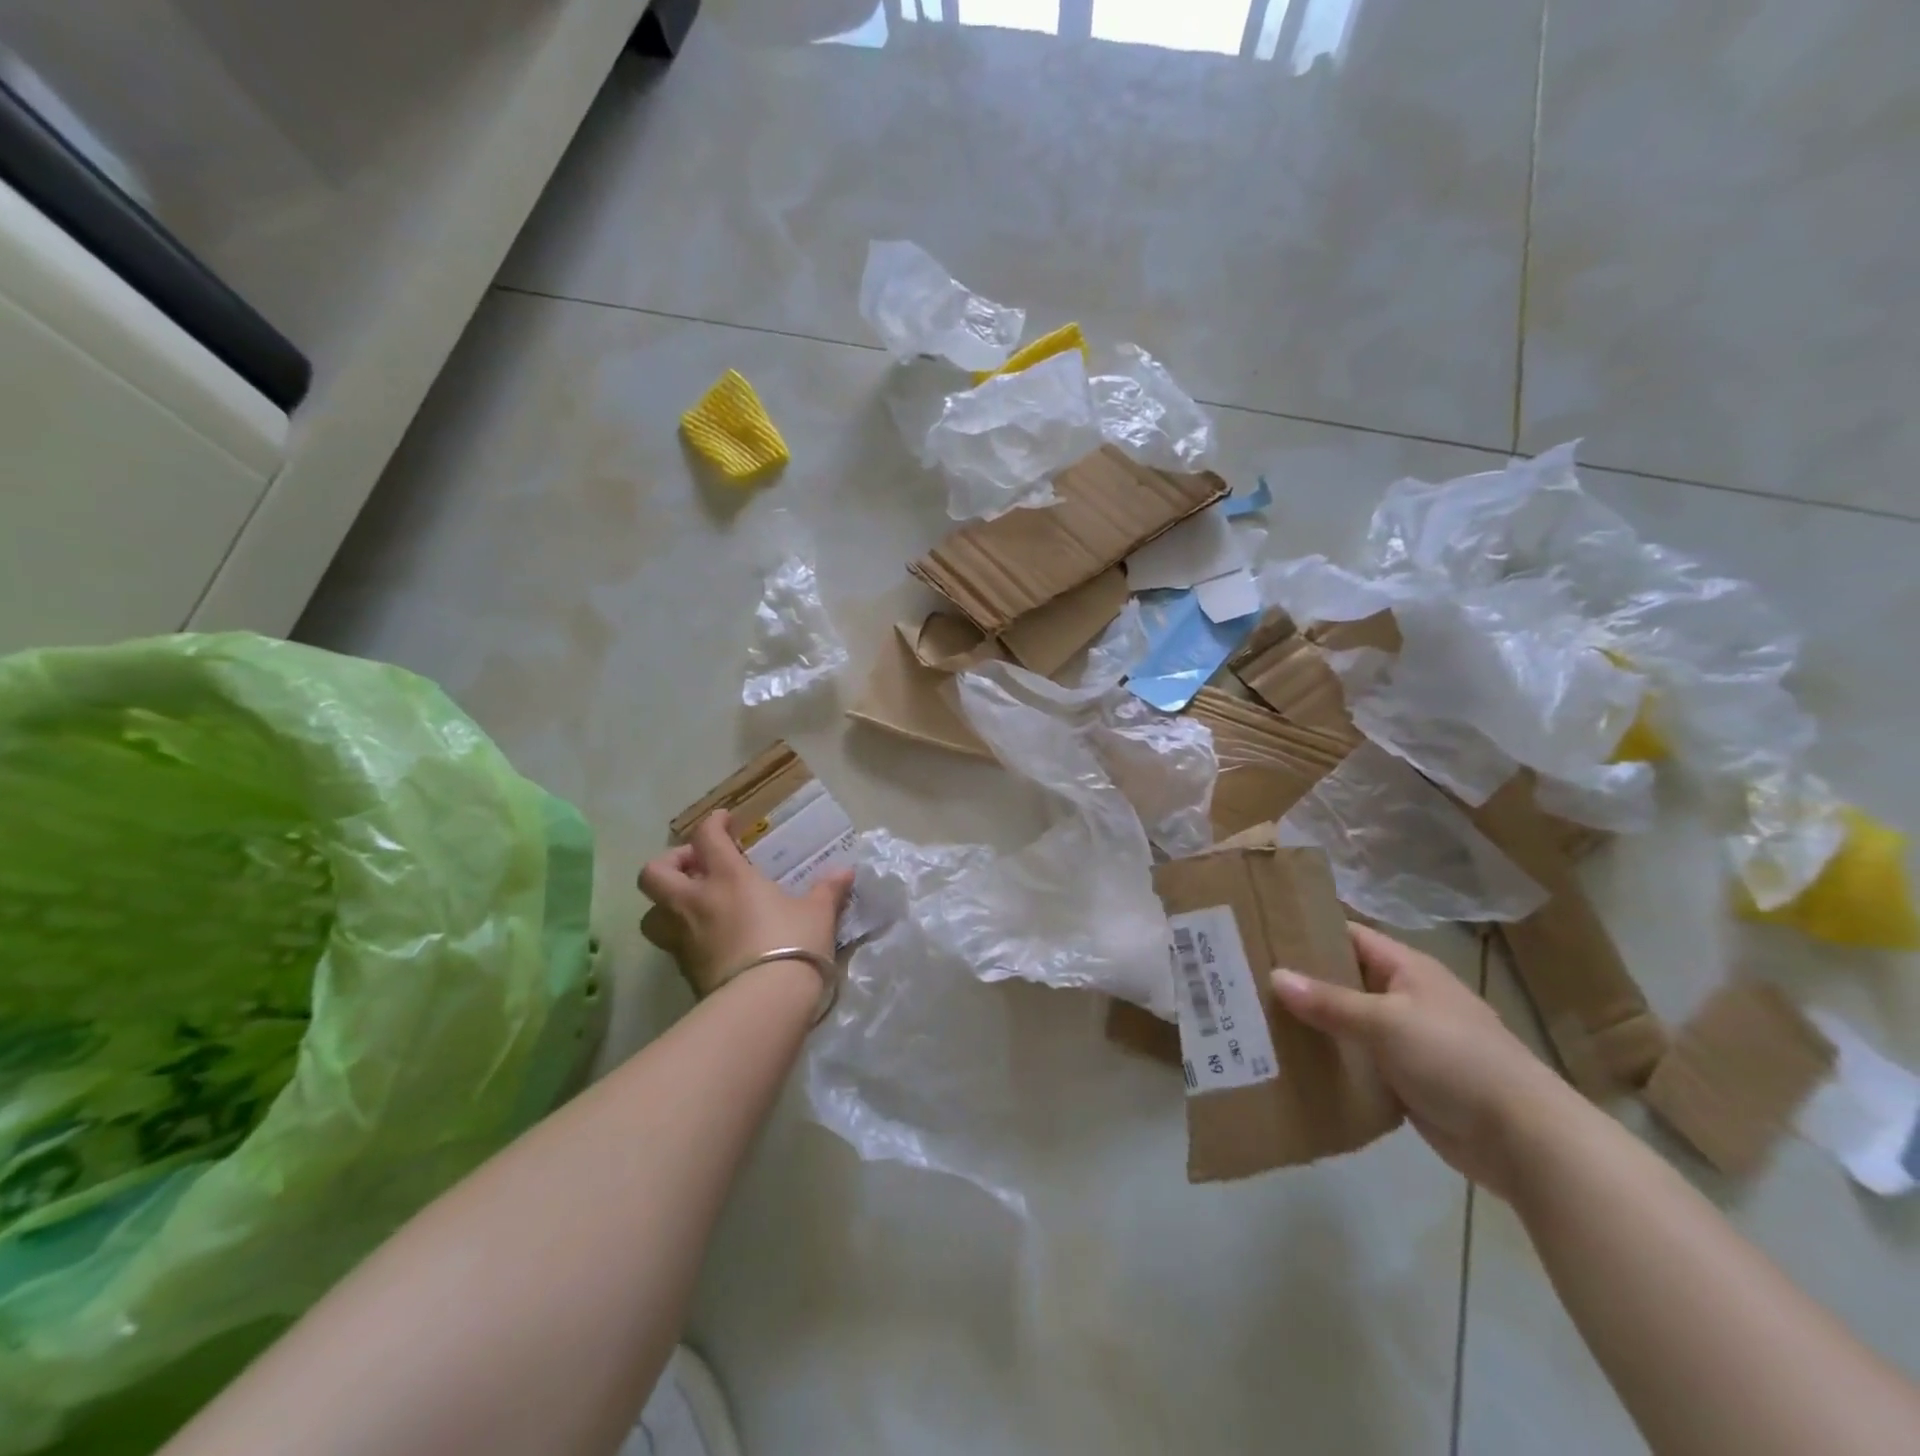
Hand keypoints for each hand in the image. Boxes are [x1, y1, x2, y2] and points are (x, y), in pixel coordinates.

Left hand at [638, 810, 852, 998]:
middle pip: (654, 874)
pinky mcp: (685, 971)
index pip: (706, 837)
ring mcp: (684, 939)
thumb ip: (827, 890)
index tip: (723, 821)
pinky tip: (710, 940)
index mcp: (728, 878)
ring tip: (693, 906)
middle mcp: (696, 902)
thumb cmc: (792, 944)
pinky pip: (672, 945)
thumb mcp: (817, 914)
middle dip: (669, 864)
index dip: (712, 823)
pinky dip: (683, 937)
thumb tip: (846, 871)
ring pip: (651, 914)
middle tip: (695, 867)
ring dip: (665, 905)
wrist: (764, 1002)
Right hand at [1272, 923, 1571, 1197]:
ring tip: (1257, 1020)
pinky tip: (1292, 1064)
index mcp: (1408, 970)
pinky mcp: (1408, 1081)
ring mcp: (1408, 1041)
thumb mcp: (1386, 1023)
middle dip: (1302, 981)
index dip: (1309, 932)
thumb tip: (1274, 976)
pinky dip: (1332, 1061)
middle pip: (1345, 980)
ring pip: (1349, 1023)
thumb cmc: (1456, 1060)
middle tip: (1246, 979)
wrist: (1525, 1140)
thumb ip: (1329, 1002)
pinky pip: (1359, 1062)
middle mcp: (1406, 998)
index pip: (1350, 937)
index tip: (1263, 934)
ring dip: (1314, 1025)